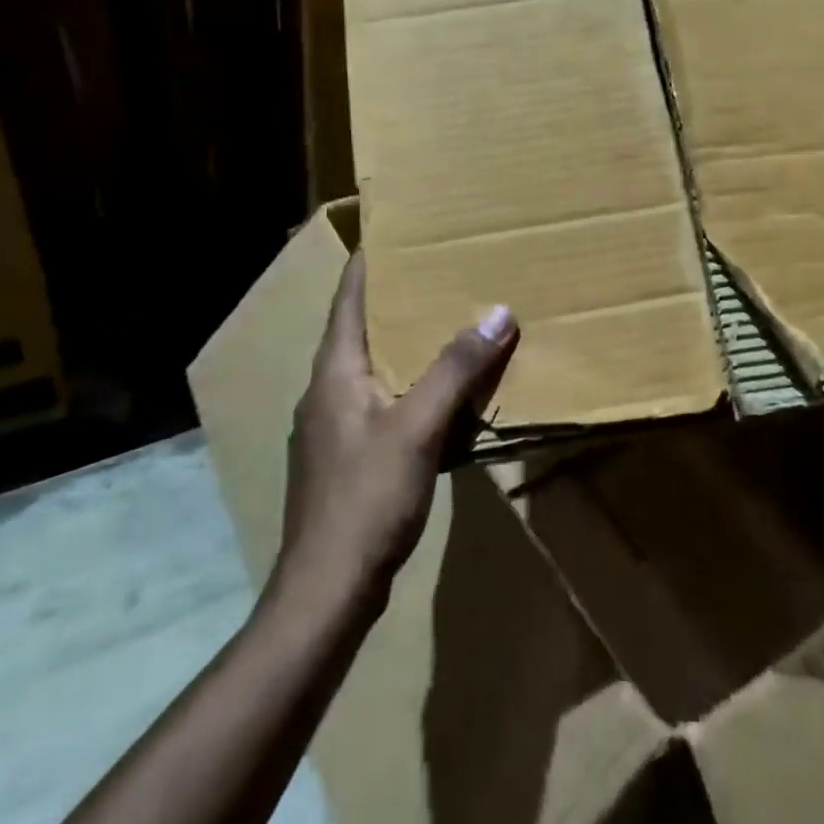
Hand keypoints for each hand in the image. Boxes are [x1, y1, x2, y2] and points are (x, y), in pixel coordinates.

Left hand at [277, 254, 518, 605]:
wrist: (326, 591)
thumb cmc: (365, 499)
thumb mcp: (417, 428)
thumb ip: (455, 369)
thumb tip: (497, 312)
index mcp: (334, 372)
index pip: (348, 298)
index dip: (369, 263)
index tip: (396, 232)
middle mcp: (326, 391)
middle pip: (360, 329)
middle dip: (396, 300)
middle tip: (439, 273)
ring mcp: (332, 428)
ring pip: (370, 368)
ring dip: (404, 344)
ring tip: (445, 324)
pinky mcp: (345, 459)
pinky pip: (380, 402)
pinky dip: (408, 384)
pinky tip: (437, 395)